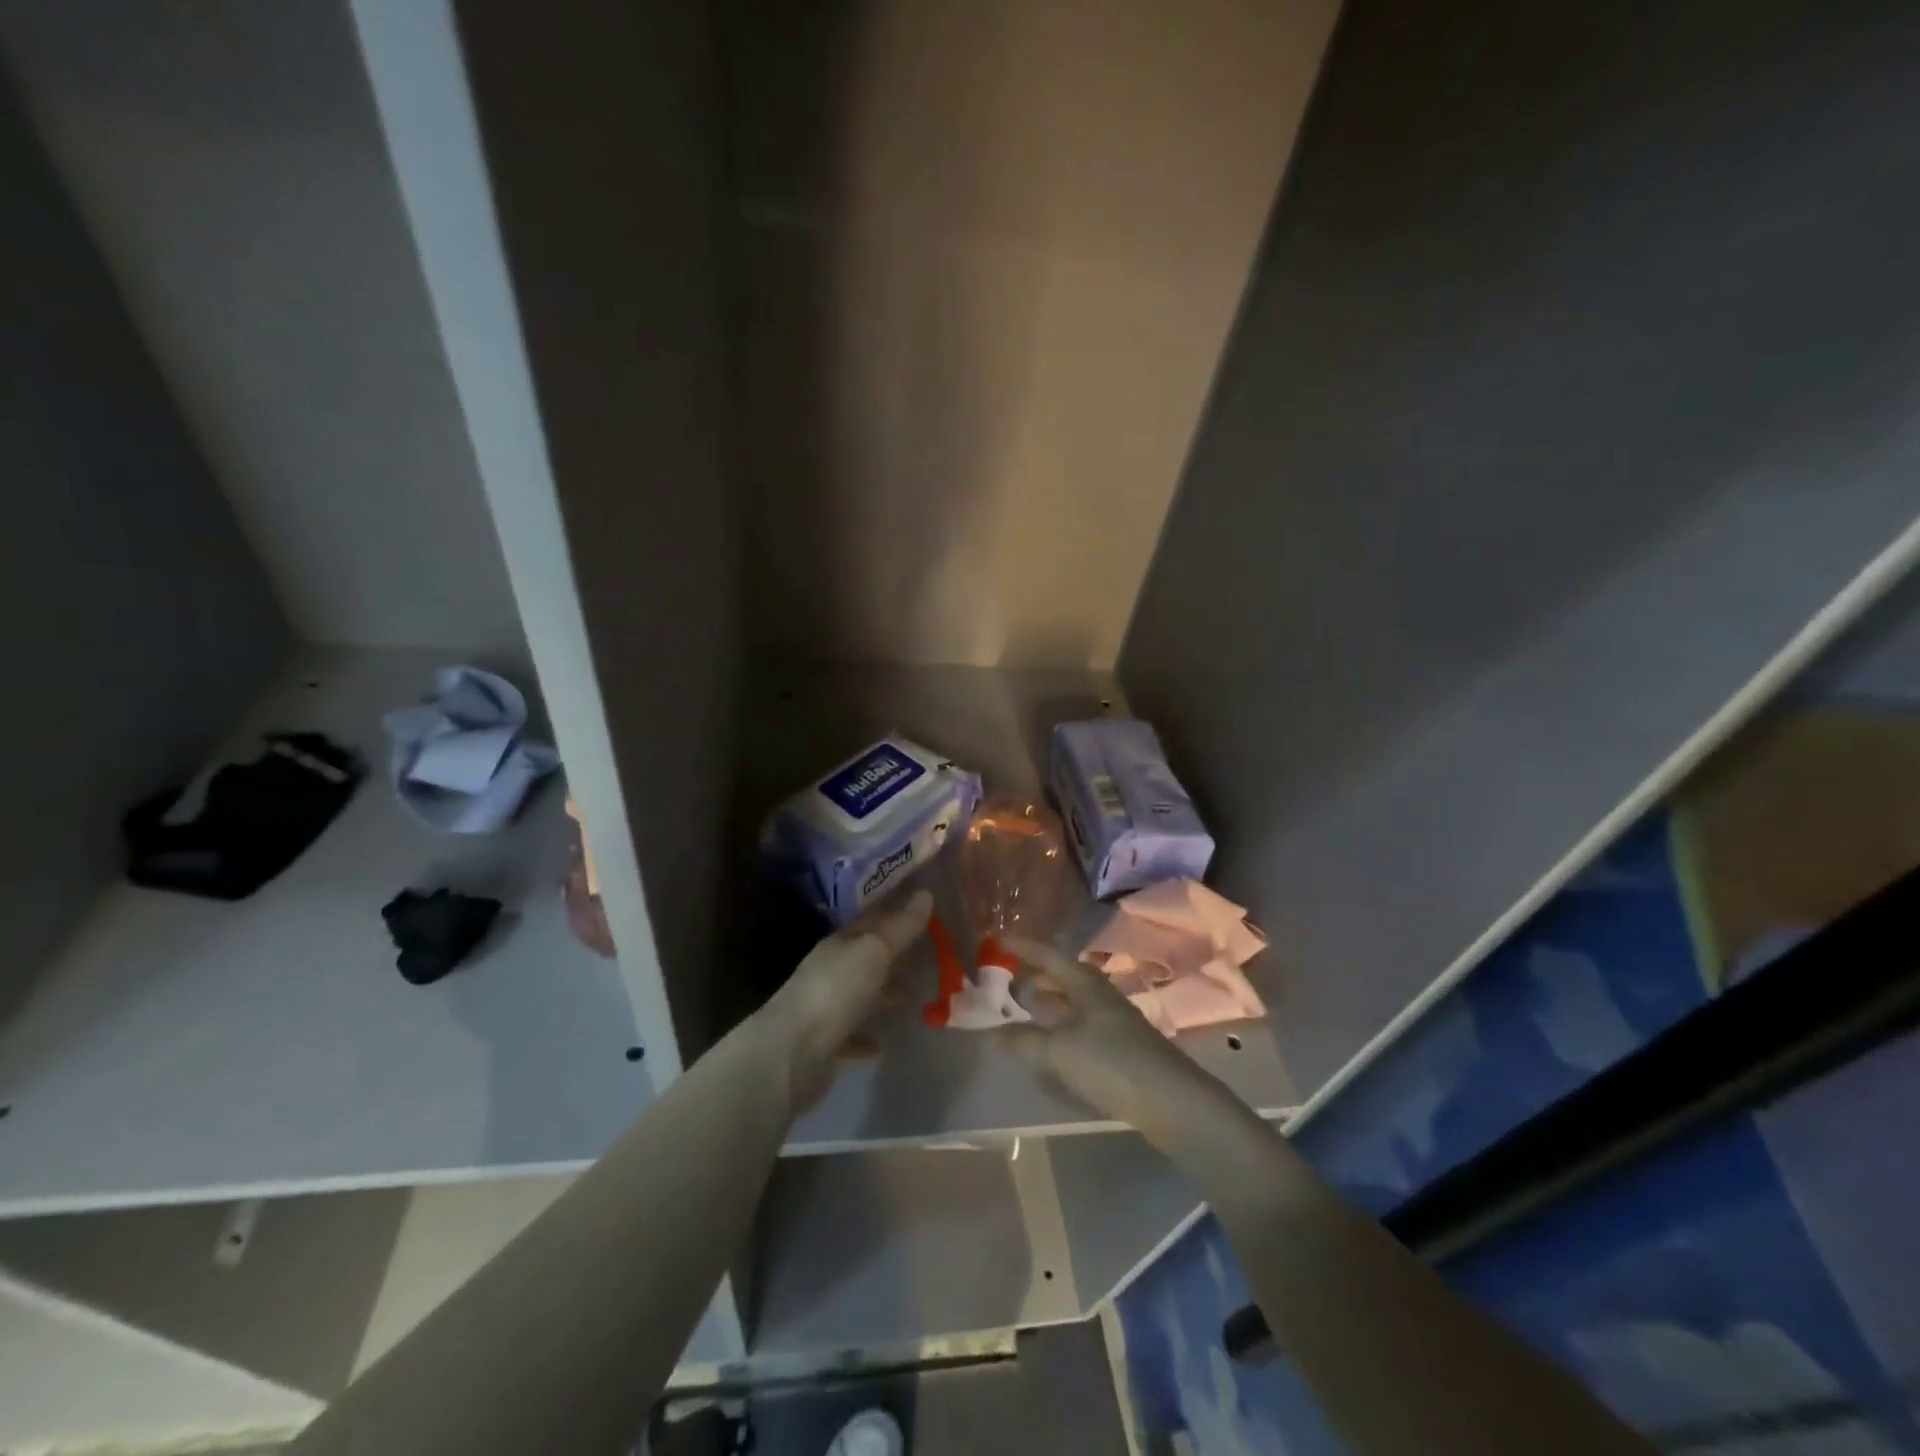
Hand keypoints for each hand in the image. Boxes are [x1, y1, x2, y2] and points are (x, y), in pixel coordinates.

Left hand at [759, 889, 932, 1104]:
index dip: (895, 916)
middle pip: (865, 960)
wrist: (792, 1053)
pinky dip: (865, 1037)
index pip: (870, 923)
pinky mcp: (824, 1045)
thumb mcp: (873, 952)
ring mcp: (824, 1009)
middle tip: (926, 958)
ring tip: (912, 999)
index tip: (924, 915)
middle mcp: (829, 972)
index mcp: (838, 945)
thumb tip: (926, 893)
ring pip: (859, 996)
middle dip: (892, 958)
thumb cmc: (836, 991)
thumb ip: (901, 927)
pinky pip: (850, 1037)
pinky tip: (881, 1045)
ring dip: (882, 996)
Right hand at [998, 934, 1238, 1149]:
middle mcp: (1099, 994)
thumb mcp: (1058, 1050)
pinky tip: (1049, 1042)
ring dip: (1048, 1001)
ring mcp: (1112, 1020)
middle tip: (1006, 977)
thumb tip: (991, 1034)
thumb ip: (1023, 1040)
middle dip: (1035, 975)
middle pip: (1062, 976)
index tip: (996, 939)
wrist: (1170, 1099)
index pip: (1048, 955)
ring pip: (1072, 1001)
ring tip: (1023, 1007)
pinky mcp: (1119, 1046)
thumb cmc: (1109, 1061)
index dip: (1022, 947)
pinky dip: (1059, 1025)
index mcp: (1084, 983)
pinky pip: (1080, 1024)